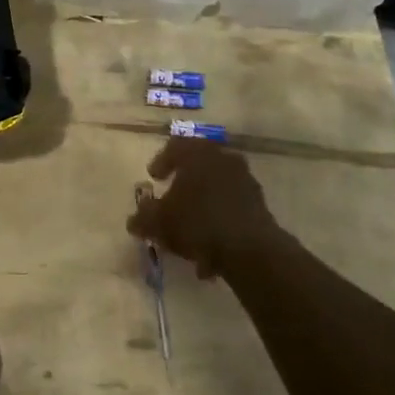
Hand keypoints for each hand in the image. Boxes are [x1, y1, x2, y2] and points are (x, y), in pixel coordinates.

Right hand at [127, 138, 283, 278]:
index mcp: (197, 153)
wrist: (249, 248)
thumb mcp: (158, 222)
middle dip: (186, 180)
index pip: (175, 146)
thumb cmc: (196, 223)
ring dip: (204, 200)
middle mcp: (222, 158)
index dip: (162, 161)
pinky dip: (220, 216)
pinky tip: (210, 241)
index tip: (155, 177)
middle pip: (200, 164)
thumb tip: (134, 219)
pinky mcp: (260, 203)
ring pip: (217, 185)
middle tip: (174, 195)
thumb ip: (143, 217)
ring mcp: (245, 179)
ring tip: (191, 225)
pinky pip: (232, 204)